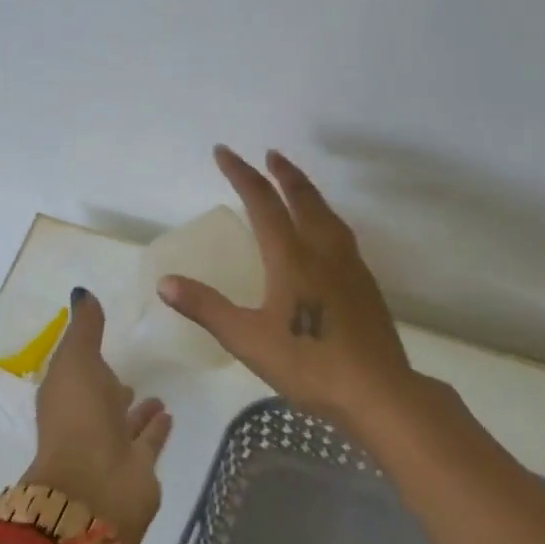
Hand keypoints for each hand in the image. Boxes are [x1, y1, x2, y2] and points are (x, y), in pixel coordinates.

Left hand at [23, 289, 171, 543]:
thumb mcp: (76, 360)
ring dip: (138, 411)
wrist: (94, 487)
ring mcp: (110, 447)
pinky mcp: (136, 467)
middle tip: (131, 373)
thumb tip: (81, 292)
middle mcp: (85, 422)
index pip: (75, 374)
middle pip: (100, 401)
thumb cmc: (78, 417)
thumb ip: (84, 329)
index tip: (105, 343)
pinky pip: (148, 441)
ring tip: (158, 394)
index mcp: (64, 397)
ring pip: (125, 423)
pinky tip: (170, 414)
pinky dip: (156, 429)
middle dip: (112, 388)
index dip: (86, 360)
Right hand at [158, 146, 418, 426]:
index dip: (241, 174)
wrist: (379, 391)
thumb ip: (206, 308)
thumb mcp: (247, 339)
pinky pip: (341, 233)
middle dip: (282, 173)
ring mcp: (349, 264)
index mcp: (291, 256)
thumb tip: (165, 282)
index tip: (223, 152)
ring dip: (307, 190)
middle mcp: (322, 250)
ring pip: (327, 213)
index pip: (262, 202)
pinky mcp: (365, 283)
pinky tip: (324, 233)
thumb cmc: (308, 364)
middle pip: (302, 197)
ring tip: (295, 183)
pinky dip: (324, 216)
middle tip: (269, 154)